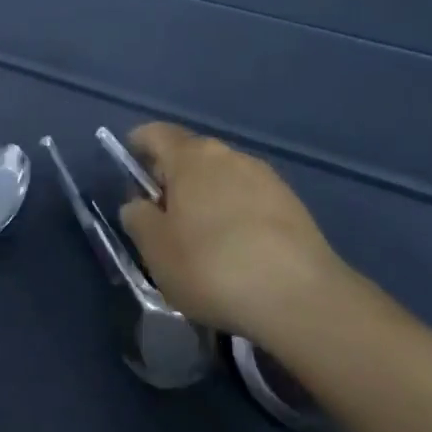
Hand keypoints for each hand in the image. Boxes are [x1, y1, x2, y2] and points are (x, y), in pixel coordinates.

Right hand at [118, 123, 351, 343]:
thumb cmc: (212, 266)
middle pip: (190, 156)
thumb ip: (137, 217)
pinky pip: (249, 200)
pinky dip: (235, 216)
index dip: (137, 146)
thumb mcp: (155, 248)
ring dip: (206, 198)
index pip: (154, 133)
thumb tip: (140, 205)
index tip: (130, 173)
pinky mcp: (293, 206)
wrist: (301, 299)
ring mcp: (266, 178)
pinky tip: (236, 252)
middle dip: (172, 179)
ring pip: (222, 178)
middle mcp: (229, 155)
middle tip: (161, 216)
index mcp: (190, 157)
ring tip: (201, 240)